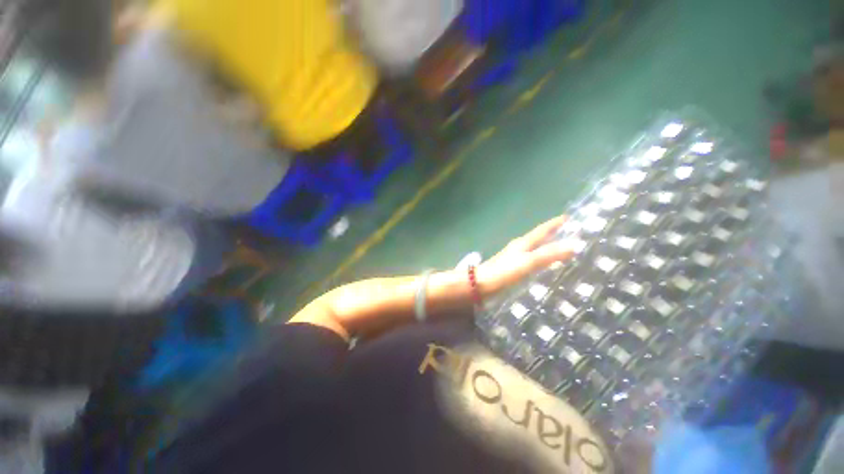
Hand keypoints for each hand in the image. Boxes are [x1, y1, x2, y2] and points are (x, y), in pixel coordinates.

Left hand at [475, 215, 572, 295]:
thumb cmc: (504, 272)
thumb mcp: (527, 262)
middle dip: (555, 236)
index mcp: (523, 243)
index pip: (542, 230)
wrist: (481, 284)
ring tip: (567, 253)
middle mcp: (519, 248)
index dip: (554, 223)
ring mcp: (515, 258)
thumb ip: (548, 254)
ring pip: (536, 250)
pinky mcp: (513, 269)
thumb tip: (573, 245)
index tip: (569, 217)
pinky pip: (533, 262)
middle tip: (574, 236)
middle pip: (539, 239)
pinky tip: (548, 269)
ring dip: (549, 249)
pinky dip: (543, 262)